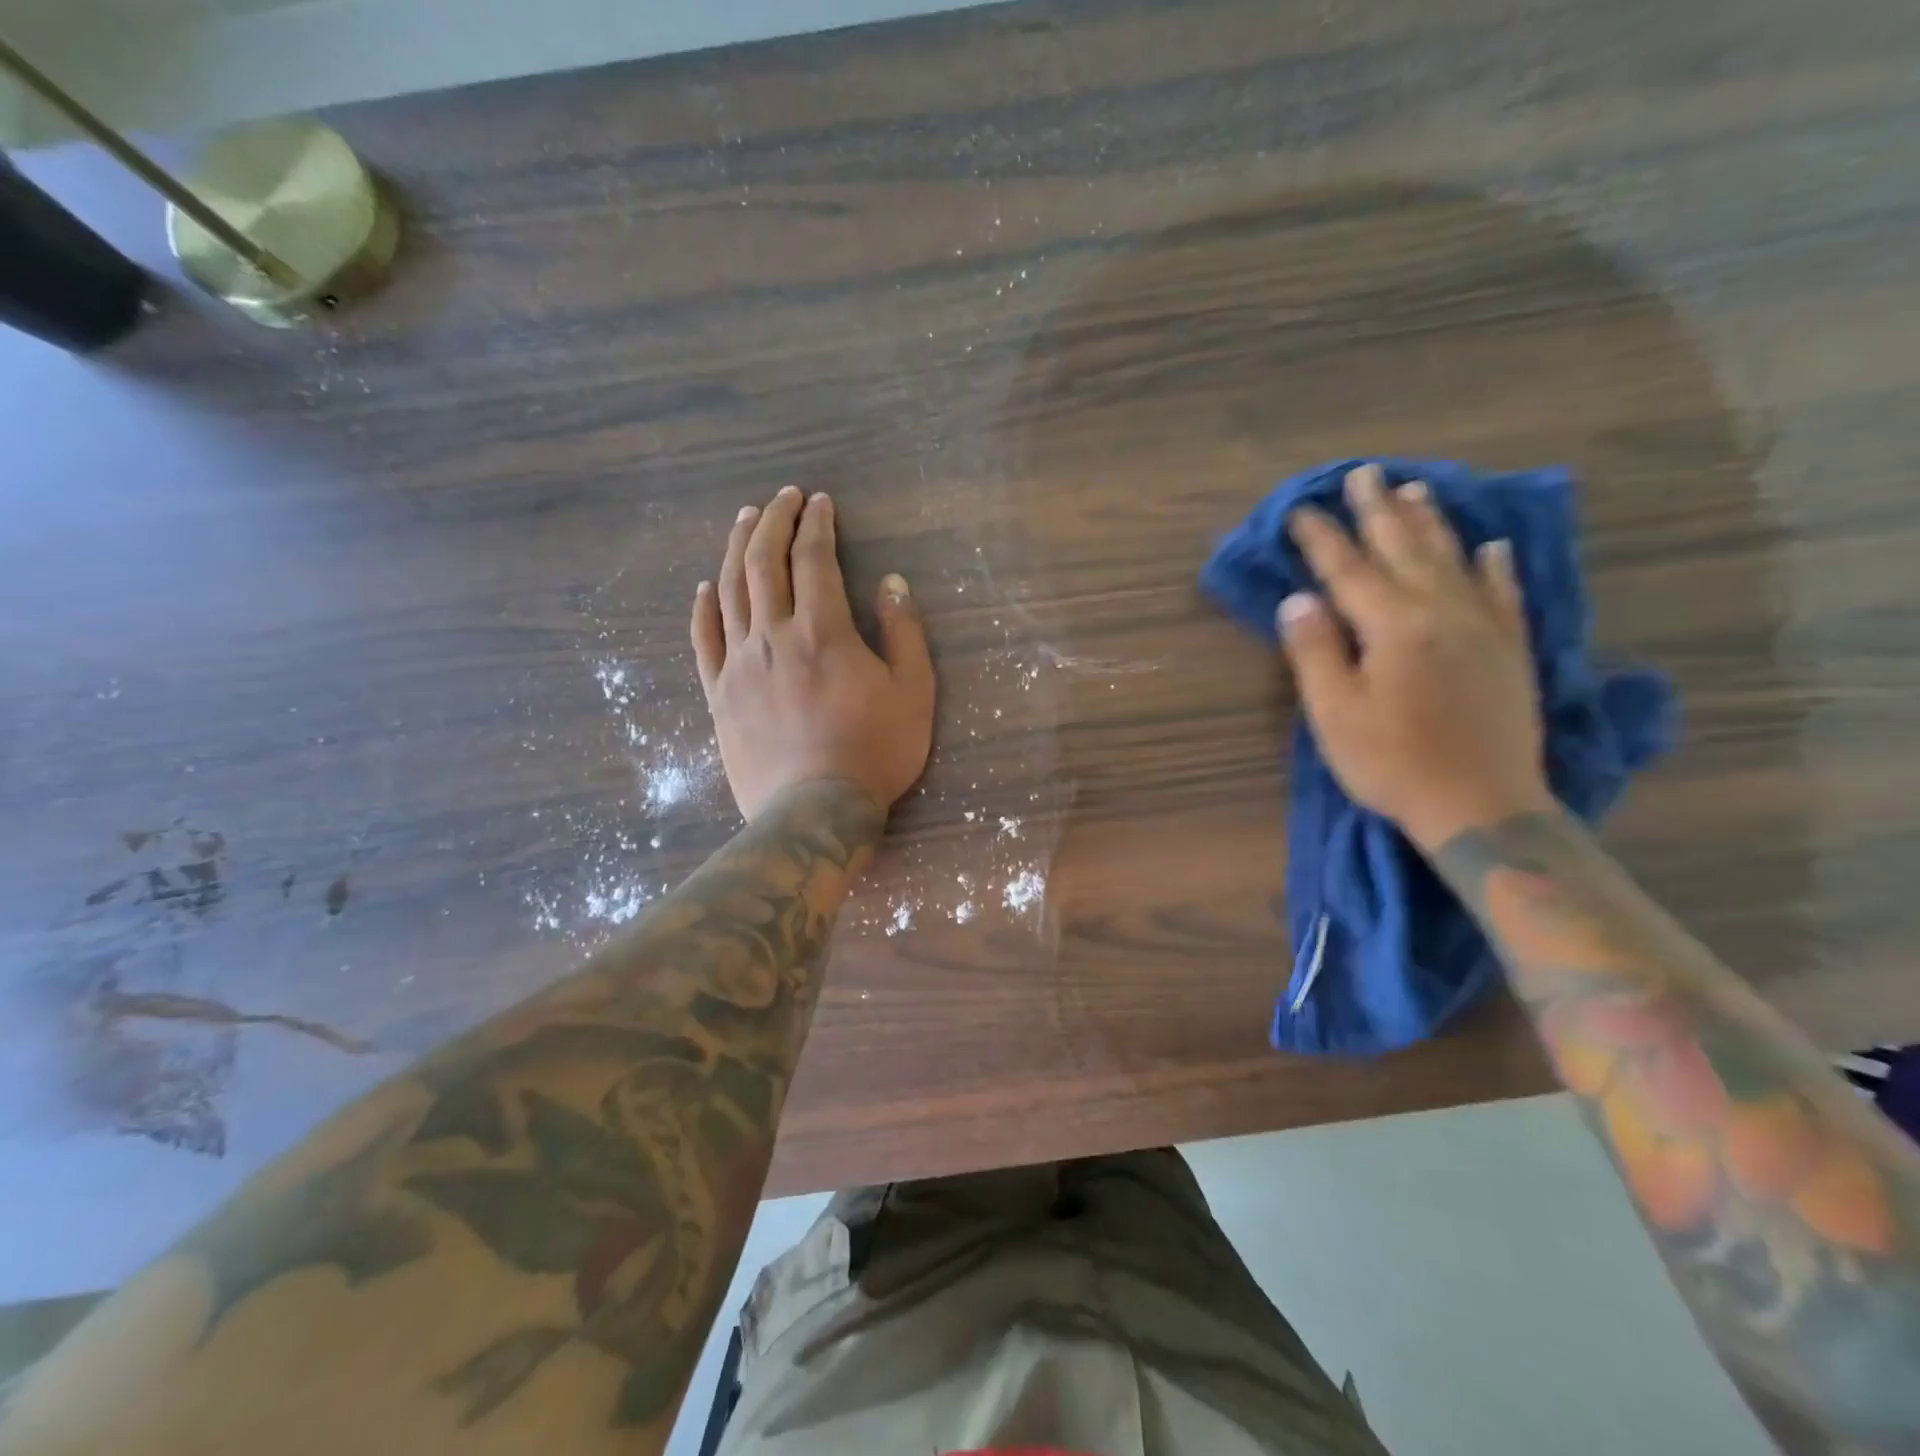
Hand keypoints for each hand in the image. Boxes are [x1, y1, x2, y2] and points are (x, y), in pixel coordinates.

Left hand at [692, 486, 934, 820]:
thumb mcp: (913, 692)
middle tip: (782, 497)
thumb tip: (892, 582)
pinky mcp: (719, 694)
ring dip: (737, 549)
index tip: (819, 502)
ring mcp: (739, 664)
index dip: (816, 523)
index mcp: (823, 630)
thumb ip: (904, 632)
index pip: (814, 558)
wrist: (814, 810)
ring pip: (731, 591)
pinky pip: (704, 640)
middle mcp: (774, 635)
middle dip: (773, 520)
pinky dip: (704, 607)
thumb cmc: (874, 752)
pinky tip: (706, 587)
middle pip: (765, 562)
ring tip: (744, 520)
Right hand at [1279, 463, 1552, 849]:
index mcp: (1394, 626)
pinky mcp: (1510, 650)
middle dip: (1378, 510)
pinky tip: (1493, 547)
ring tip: (1415, 490)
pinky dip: (1495, 567)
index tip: (1300, 509)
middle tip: (1364, 473)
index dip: (1321, 538)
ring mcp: (1483, 628)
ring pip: (1453, 560)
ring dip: (1431, 523)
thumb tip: (1298, 599)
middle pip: (1404, 549)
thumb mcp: (1335, 713)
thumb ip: (1315, 651)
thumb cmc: (1393, 762)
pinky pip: (1503, 594)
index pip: (1347, 570)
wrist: (1481, 805)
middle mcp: (1441, 612)